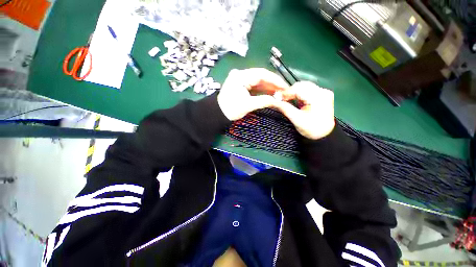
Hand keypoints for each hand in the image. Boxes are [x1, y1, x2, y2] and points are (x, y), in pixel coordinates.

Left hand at [217, 68, 288, 120]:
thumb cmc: (231, 109)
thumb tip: (278, 100)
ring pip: (259, 81)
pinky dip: (263, 89)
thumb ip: (264, 101)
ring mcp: (241, 79)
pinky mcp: (242, 85)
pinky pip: (255, 86)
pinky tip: (271, 93)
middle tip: (284, 90)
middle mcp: (241, 74)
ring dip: (269, 87)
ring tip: (280, 92)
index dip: (275, 80)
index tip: (285, 86)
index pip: (261, 74)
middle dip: (273, 83)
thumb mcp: (248, 105)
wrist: (218, 113)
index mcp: (241, 76)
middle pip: (261, 76)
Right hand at [276, 81, 334, 139]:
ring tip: (286, 100)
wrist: (324, 135)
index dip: (286, 92)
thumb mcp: (296, 119)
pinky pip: (307, 90)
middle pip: (301, 85)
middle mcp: (323, 91)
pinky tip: (294, 100)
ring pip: (303, 87)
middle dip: (289, 92)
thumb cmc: (311, 129)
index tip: (276, 98)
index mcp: (318, 97)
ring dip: (293, 93)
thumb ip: (284, 108)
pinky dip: (298, 94)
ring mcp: (323, 92)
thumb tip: (272, 100)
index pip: (299, 88)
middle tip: (280, 99)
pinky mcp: (322, 95)